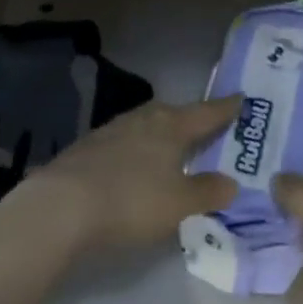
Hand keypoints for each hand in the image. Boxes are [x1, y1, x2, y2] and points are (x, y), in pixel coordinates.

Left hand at [21, 97, 242, 254]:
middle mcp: (143, 119)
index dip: (226, 108)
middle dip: (190, 119)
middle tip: (205, 126)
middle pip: (173, 113)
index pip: (206, 113)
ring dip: (161, 134)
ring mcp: (112, 131)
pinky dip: (137, 149)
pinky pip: (124, 141)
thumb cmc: (131, 200)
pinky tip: (134, 165)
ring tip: (171, 146)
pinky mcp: (88, 148)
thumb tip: (232, 181)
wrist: (61, 205)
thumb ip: (208, 192)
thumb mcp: (179, 204)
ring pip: (146, 125)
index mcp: (171, 126)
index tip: (241, 98)